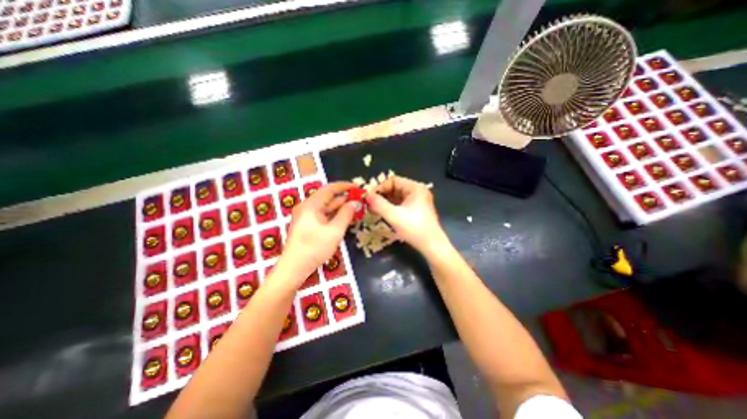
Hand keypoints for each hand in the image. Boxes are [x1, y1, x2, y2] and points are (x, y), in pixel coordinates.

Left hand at [280, 180, 358, 282]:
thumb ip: (346, 214)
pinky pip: (323, 215)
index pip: (330, 189)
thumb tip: (356, 202)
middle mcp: (307, 207)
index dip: (345, 186)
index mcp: (311, 205)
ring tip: (356, 209)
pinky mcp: (307, 224)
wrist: (294, 267)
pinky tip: (345, 218)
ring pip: (326, 207)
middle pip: (328, 198)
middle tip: (360, 200)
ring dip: (340, 208)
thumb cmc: (314, 248)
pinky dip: (334, 215)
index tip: (358, 187)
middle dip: (344, 198)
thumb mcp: (334, 231)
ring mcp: (306, 216)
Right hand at [364, 175, 444, 255]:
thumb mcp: (394, 216)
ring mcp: (418, 201)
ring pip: (397, 197)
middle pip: (395, 188)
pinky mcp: (416, 210)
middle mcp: (417, 192)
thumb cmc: (414, 229)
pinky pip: (400, 204)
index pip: (393, 180)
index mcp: (415, 188)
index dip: (380, 187)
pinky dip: (391, 207)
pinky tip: (383, 214)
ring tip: (374, 209)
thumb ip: (378, 204)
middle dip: (382, 195)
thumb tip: (366, 196)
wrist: (432, 246)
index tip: (369, 197)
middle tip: (369, 204)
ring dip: (385, 202)